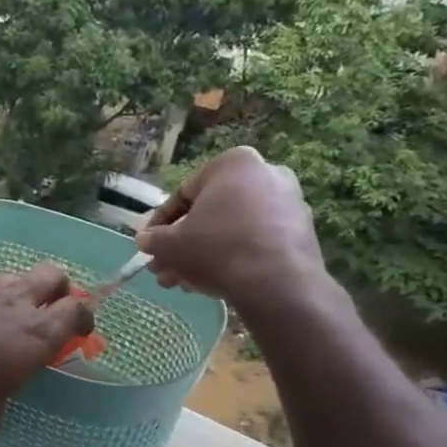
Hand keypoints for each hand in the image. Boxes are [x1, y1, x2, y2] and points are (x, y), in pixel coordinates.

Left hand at [0, 264, 93, 442]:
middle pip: (52, 276)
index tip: (78, 329)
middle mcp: (13, 304)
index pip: (76, 311)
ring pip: (12, 277)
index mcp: (36, 335)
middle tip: (49, 308)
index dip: (82, 317)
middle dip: (57, 289)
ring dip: (15, 293)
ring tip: (1, 316)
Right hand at [135, 147, 327, 317]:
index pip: (183, 194)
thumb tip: (144, 240)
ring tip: (182, 283)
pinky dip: (233, 257)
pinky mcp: (302, 232)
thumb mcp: (170, 244)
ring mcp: (289, 203)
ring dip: (204, 253)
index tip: (149, 245)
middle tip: (165, 267)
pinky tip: (212, 282)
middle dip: (183, 243)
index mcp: (233, 163)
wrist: (276, 283)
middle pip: (209, 213)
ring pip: (231, 229)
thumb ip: (153, 239)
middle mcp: (266, 174)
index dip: (160, 224)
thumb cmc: (216, 248)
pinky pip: (256, 240)